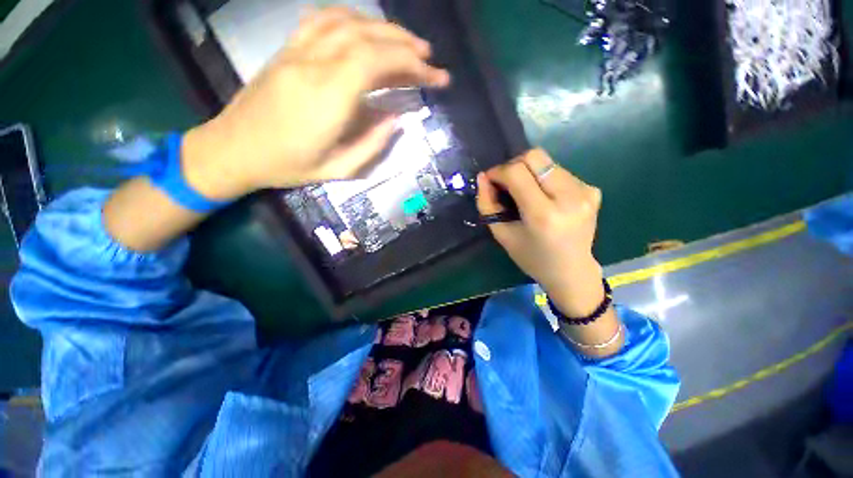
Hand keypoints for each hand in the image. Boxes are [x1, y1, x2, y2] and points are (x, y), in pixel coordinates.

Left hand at [182, 7, 449, 199]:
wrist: (234, 149)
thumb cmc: (288, 166)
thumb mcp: (338, 169)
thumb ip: (372, 144)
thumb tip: (396, 119)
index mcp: (327, 98)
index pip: (376, 63)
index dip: (410, 64)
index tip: (433, 75)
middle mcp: (313, 65)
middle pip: (367, 38)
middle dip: (405, 45)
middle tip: (429, 58)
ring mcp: (297, 51)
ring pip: (347, 21)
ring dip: (383, 28)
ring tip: (407, 42)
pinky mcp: (287, 49)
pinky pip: (323, 19)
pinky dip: (353, 18)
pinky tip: (368, 29)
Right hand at [476, 149, 604, 316]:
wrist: (571, 271)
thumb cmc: (531, 257)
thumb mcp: (502, 234)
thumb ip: (488, 205)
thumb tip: (483, 177)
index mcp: (543, 214)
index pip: (517, 172)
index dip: (498, 171)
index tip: (491, 181)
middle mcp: (569, 197)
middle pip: (535, 156)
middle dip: (514, 165)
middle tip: (506, 183)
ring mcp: (585, 191)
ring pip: (547, 161)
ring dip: (529, 172)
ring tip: (525, 193)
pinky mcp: (592, 190)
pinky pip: (559, 171)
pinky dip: (544, 179)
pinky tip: (544, 198)